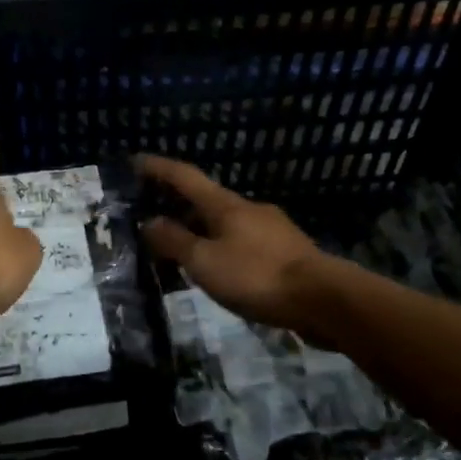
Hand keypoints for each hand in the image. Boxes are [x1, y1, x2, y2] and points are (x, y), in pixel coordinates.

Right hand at [136, 155, 325, 328]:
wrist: (325, 299)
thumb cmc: (257, 276)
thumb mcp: (205, 262)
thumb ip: (175, 241)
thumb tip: (149, 222)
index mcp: (225, 205)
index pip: (184, 177)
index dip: (158, 168)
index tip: (135, 160)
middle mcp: (248, 209)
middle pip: (206, 199)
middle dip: (178, 205)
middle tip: (152, 216)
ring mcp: (271, 229)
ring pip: (226, 223)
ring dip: (201, 230)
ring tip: (182, 249)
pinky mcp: (286, 252)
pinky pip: (243, 242)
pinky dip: (222, 247)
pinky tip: (220, 268)